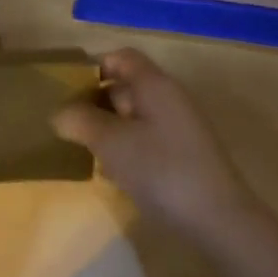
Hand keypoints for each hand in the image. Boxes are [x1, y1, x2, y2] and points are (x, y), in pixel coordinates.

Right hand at [52, 48, 257, 229]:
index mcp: (155, 84)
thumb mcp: (111, 142)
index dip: (94, 68)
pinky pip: (147, 140)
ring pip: (135, 117)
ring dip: (109, 129)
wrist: (217, 218)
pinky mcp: (184, 155)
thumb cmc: (160, 169)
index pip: (122, 58)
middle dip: (96, 102)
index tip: (68, 92)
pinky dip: (127, 149)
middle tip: (68, 126)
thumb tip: (61, 113)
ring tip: (84, 151)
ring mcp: (180, 128)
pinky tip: (113, 174)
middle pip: (128, 86)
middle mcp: (170, 99)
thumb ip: (81, 121)